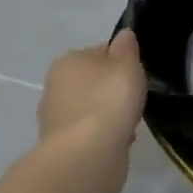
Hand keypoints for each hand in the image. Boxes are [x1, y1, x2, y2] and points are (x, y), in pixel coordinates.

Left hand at [37, 30, 146, 162]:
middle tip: (135, 99)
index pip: (100, 52)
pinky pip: (92, 134)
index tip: (136, 75)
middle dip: (114, 91)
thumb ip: (127, 48)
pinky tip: (120, 142)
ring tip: (129, 124)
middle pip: (95, 82)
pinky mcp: (63, 147)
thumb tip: (123, 35)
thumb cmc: (108, 100)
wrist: (87, 157)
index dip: (122, 61)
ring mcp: (56, 119)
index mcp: (67, 61)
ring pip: (94, 109)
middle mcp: (55, 87)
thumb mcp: (127, 65)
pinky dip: (106, 136)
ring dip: (111, 115)